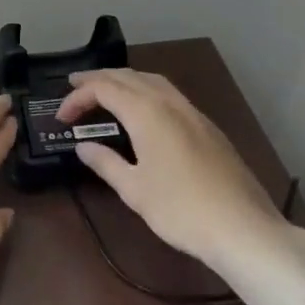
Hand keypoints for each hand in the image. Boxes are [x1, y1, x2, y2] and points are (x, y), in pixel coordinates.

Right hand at [57, 69, 280, 267]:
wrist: (243, 228)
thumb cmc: (181, 209)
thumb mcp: (134, 190)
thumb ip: (105, 163)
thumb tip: (84, 146)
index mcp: (147, 112)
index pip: (104, 89)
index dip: (78, 98)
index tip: (61, 117)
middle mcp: (170, 102)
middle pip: (128, 76)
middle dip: (99, 79)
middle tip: (75, 88)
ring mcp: (193, 112)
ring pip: (152, 81)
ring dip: (124, 80)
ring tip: (106, 92)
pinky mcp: (208, 127)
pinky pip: (170, 94)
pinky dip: (146, 91)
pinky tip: (143, 111)